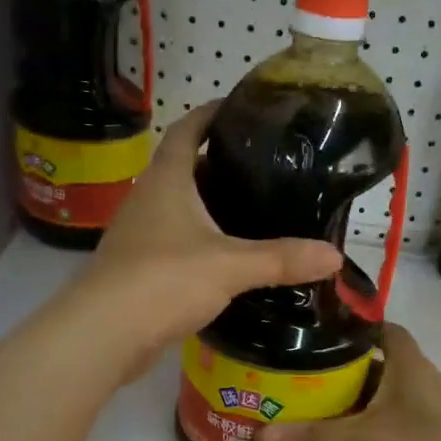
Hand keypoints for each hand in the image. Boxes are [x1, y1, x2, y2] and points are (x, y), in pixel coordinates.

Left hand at [61, 102, 342, 382]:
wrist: (105, 333)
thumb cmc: (164, 280)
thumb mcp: (230, 266)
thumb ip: (281, 259)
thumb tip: (335, 256)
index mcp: (166, 181)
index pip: (186, 130)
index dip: (209, 114)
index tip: (237, 107)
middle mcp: (147, 200)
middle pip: (182, 169)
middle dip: (215, 164)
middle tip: (260, 168)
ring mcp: (138, 236)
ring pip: (176, 210)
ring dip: (206, 207)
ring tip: (249, 212)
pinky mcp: (137, 270)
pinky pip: (173, 245)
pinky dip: (198, 244)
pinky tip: (223, 261)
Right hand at [256, 324, 440, 440]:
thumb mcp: (365, 439)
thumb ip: (314, 435)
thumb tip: (260, 433)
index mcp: (407, 362)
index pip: (379, 327)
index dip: (350, 324)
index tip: (314, 329)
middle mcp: (415, 378)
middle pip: (373, 361)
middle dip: (338, 364)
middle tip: (296, 368)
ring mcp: (422, 409)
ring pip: (378, 393)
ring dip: (349, 397)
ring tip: (306, 399)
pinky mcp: (423, 436)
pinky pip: (385, 420)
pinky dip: (362, 423)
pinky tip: (335, 434)